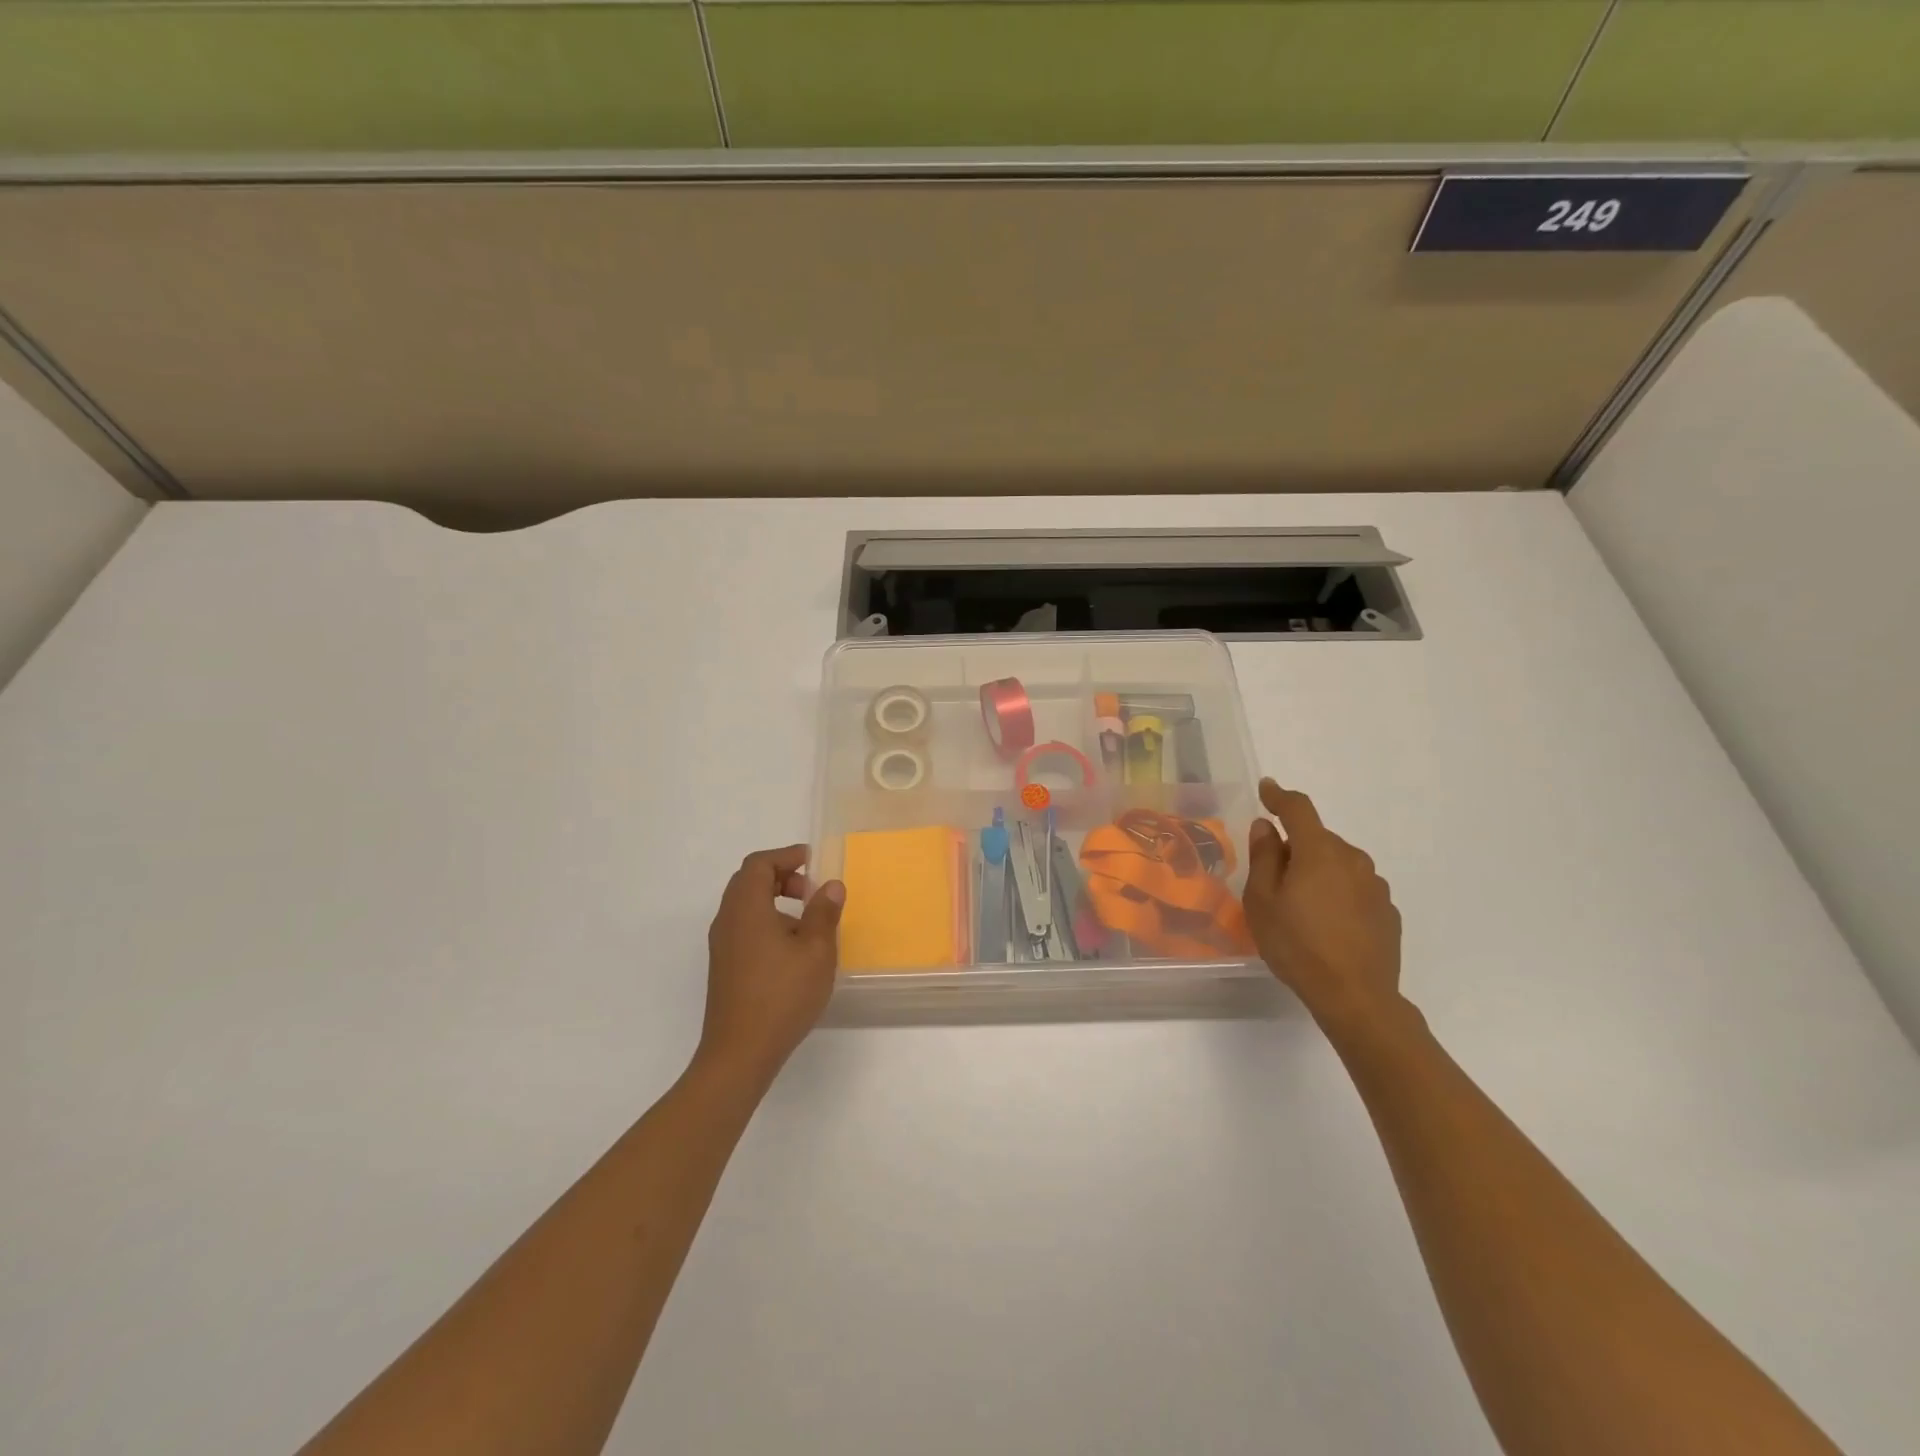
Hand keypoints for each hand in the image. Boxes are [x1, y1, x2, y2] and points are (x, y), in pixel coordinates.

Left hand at [698, 845, 844, 1088]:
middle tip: (811, 890)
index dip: (786, 856)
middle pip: (748, 881)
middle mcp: (727, 920)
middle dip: (781, 877)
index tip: (812, 862)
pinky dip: (767, 922)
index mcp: (746, 908)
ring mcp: (722, 946)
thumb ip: (824, 913)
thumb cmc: (782, 996)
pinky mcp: (724, 967)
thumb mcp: (816, 951)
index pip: (759, 864)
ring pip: (745, 906)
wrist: (739, 1053)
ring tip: (807, 922)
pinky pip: (743, 928)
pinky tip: (791, 950)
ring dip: (774, 901)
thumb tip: (831, 886)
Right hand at [1243, 779, 1404, 1030]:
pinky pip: (1354, 888)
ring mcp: (1375, 886)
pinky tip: (1327, 924)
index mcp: (1318, 852)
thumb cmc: (1297, 945)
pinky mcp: (1387, 911)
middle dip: (1295, 847)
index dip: (1279, 796)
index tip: (1266, 789)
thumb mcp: (1262, 901)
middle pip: (1318, 839)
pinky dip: (1338, 893)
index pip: (1298, 809)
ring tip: (1300, 906)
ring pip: (1338, 863)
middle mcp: (1352, 859)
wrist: (1356, 997)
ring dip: (1318, 871)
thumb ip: (1264, 858)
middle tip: (1273, 877)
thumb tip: (1266, 827)